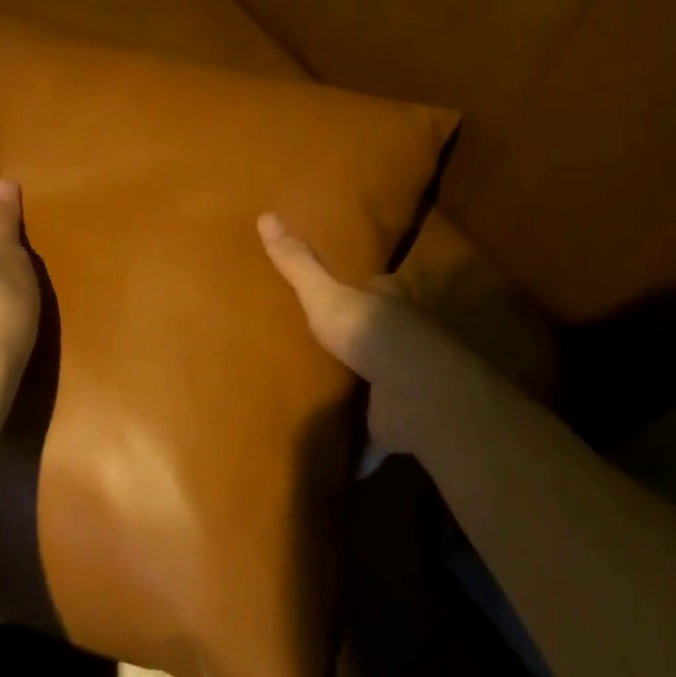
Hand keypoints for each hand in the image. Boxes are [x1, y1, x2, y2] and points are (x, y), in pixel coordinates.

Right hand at [258, 211, 467, 457]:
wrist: (411, 388)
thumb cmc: (370, 331)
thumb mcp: (324, 295)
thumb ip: (297, 264)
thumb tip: (264, 216)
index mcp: (389, 302)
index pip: (378, 287)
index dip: (364, 289)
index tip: (341, 295)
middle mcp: (404, 337)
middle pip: (383, 334)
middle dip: (363, 341)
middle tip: (331, 348)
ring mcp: (404, 381)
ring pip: (383, 382)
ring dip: (367, 390)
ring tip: (334, 395)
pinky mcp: (399, 421)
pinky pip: (379, 435)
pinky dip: (367, 449)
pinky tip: (348, 461)